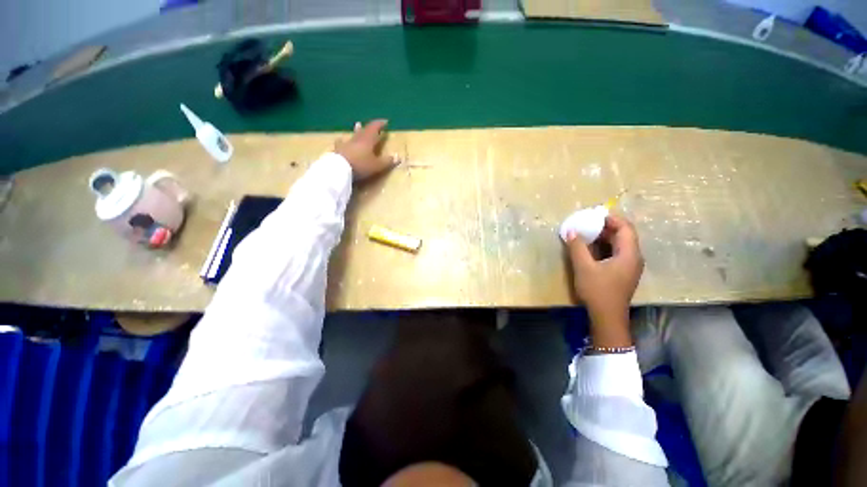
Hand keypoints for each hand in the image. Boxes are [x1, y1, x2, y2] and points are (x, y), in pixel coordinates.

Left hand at [335, 119, 396, 180]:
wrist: (339, 169)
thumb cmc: (361, 165)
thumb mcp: (377, 165)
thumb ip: (387, 161)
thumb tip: (397, 157)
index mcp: (367, 140)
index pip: (374, 128)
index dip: (380, 124)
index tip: (385, 121)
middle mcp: (357, 139)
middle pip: (363, 131)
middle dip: (369, 128)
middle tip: (372, 125)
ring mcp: (346, 144)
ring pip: (353, 135)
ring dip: (356, 131)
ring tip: (357, 126)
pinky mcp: (338, 150)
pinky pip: (341, 143)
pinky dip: (343, 141)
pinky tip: (340, 140)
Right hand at [566, 214, 643, 344]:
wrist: (607, 317)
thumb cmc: (597, 291)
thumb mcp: (584, 267)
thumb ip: (577, 247)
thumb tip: (571, 230)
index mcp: (629, 254)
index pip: (626, 228)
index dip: (611, 219)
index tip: (594, 215)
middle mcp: (633, 258)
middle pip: (624, 235)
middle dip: (606, 227)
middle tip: (587, 223)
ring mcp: (629, 266)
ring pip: (620, 245)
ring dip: (604, 237)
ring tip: (586, 233)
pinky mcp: (623, 273)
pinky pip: (616, 253)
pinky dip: (604, 247)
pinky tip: (590, 249)